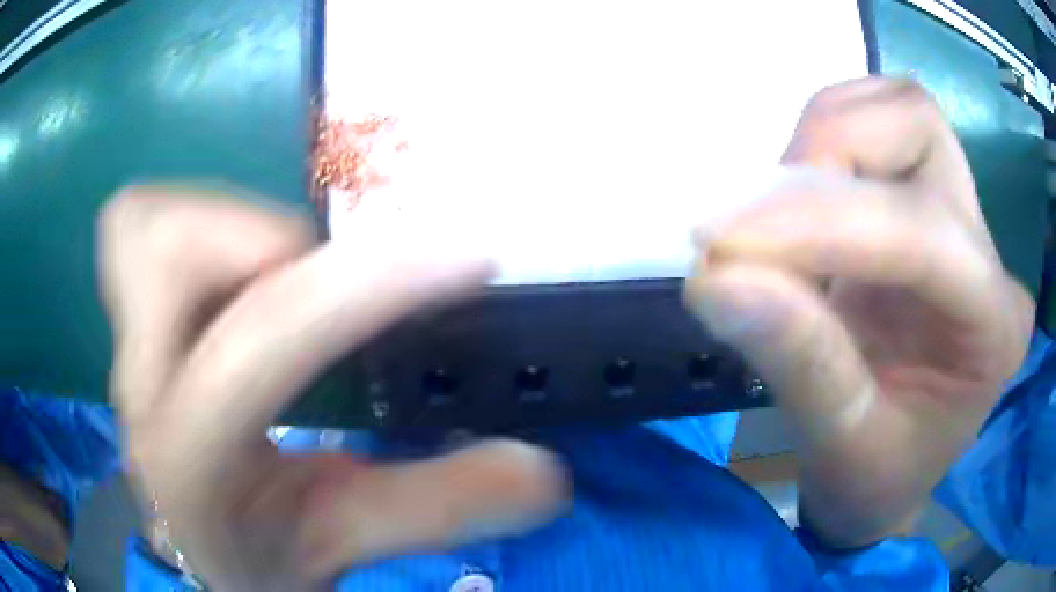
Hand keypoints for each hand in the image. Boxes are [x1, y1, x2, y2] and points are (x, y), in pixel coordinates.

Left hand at [99, 187, 566, 589]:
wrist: (198, 547)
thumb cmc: (264, 556)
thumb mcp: (349, 537)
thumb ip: (440, 505)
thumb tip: (545, 471)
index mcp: (192, 455)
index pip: (264, 340)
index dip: (367, 284)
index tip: (468, 258)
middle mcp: (142, 383)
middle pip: (159, 244)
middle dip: (256, 233)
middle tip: (316, 271)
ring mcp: (125, 343)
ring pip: (142, 225)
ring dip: (223, 219)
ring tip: (279, 266)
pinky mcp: (129, 321)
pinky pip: (140, 230)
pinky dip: (192, 221)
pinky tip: (236, 269)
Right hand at [686, 77, 1034, 547]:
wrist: (889, 471)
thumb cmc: (875, 479)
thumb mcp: (837, 446)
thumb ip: (796, 361)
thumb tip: (714, 278)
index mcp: (993, 330)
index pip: (922, 233)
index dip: (821, 223)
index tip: (718, 245)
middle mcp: (989, 253)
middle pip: (919, 126)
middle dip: (830, 152)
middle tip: (759, 220)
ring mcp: (962, 215)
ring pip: (897, 108)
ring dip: (823, 139)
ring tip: (779, 214)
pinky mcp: (928, 199)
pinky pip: (875, 122)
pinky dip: (822, 140)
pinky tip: (799, 203)